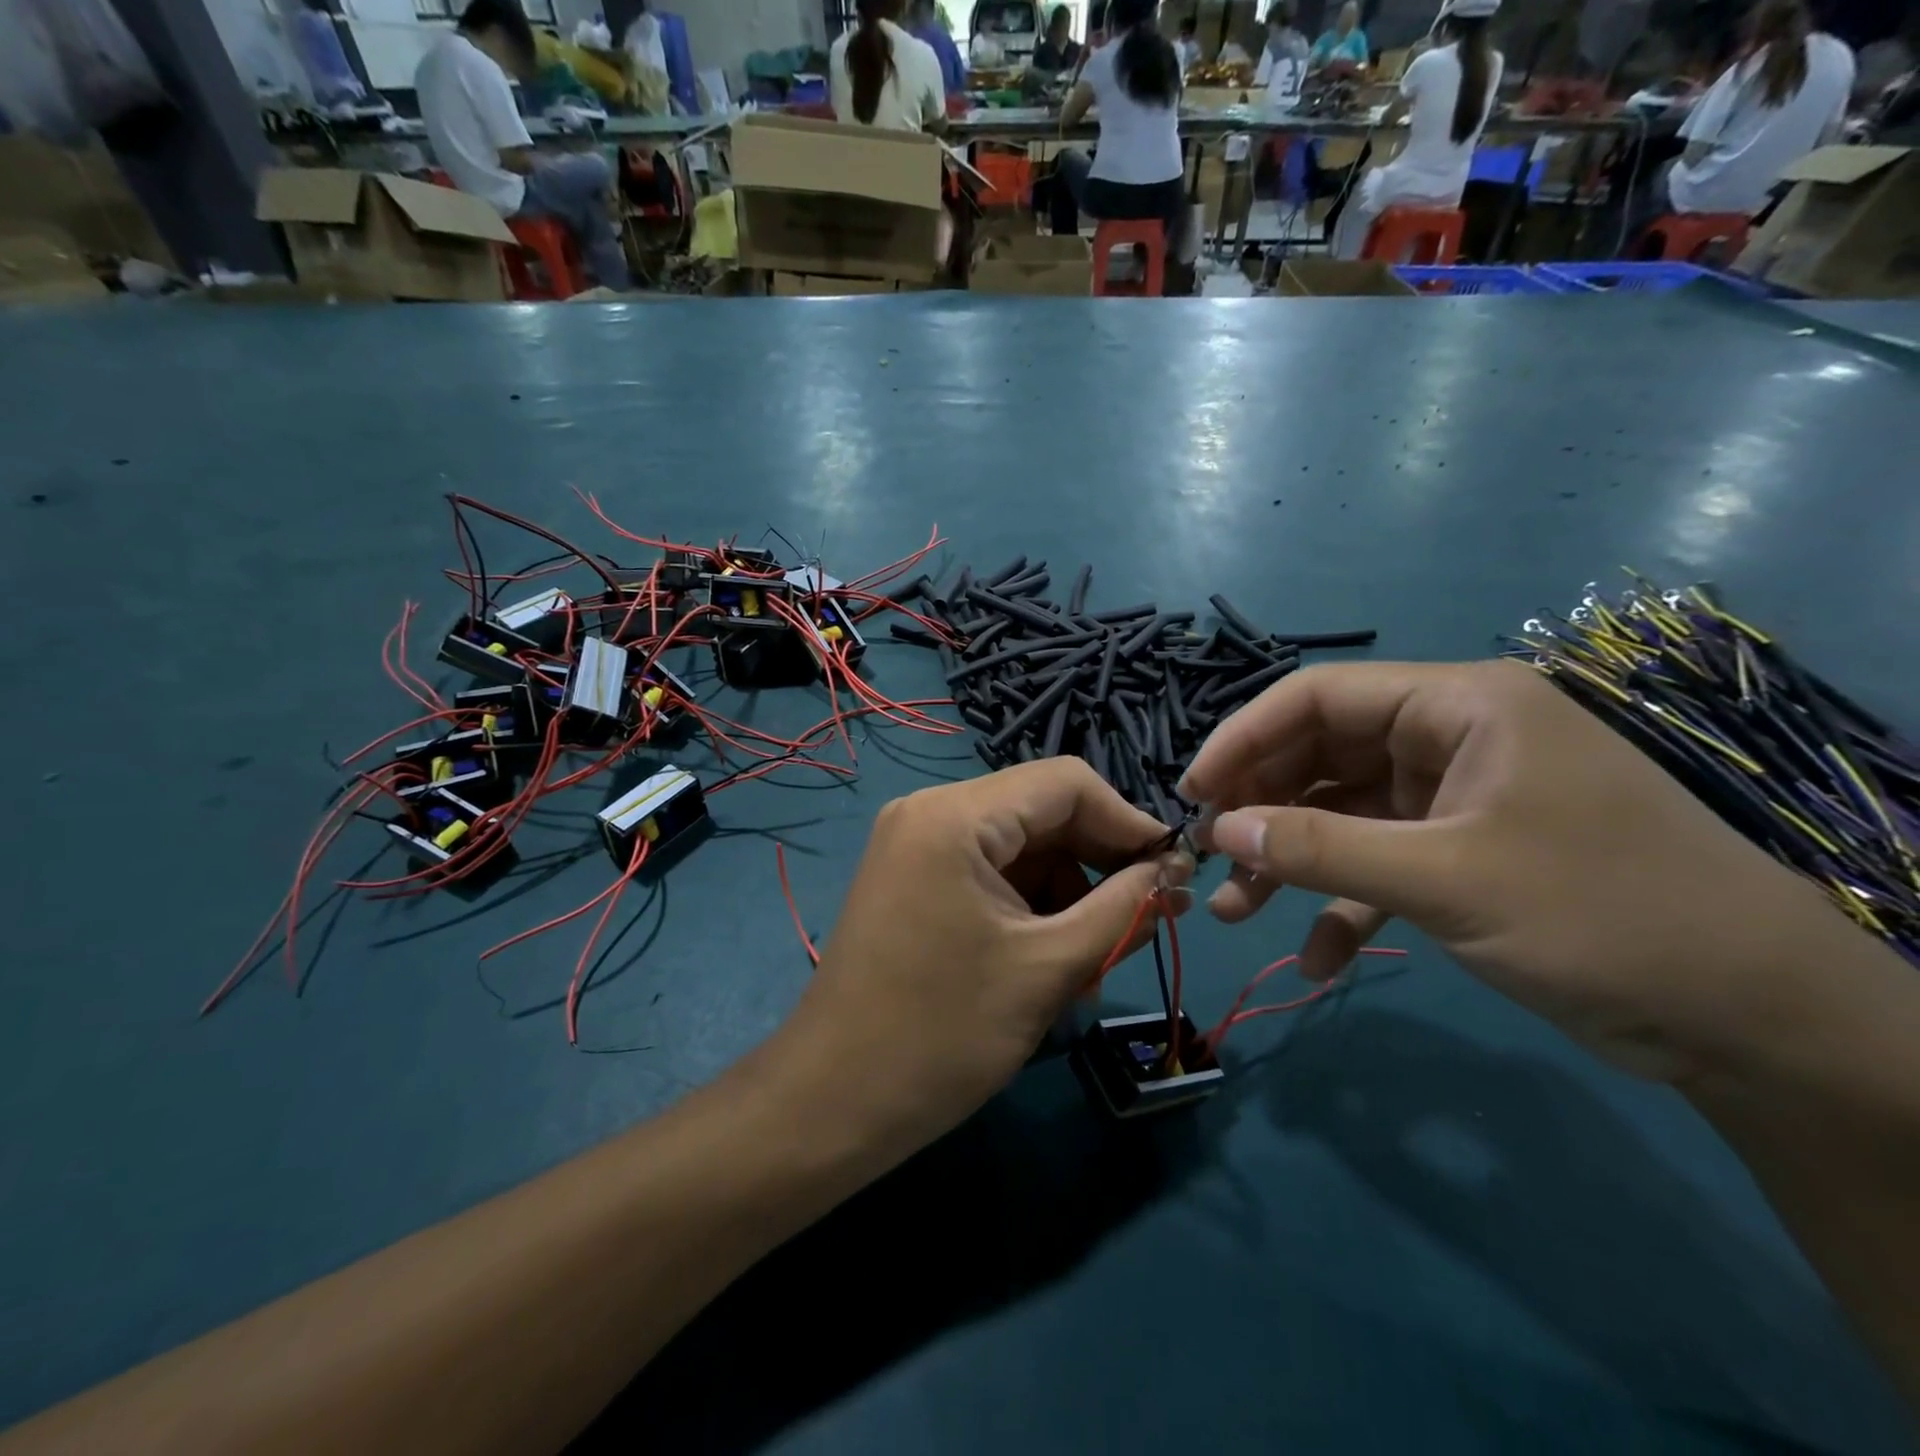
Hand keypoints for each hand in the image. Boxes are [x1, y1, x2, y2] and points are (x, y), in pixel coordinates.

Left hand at [770, 758, 1191, 1163]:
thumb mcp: (1048, 968)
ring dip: (1066, 893)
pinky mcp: (912, 877)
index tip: (1173, 873)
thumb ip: (1123, 910)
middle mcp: (930, 811)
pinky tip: (1051, 960)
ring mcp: (915, 844)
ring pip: (1019, 846)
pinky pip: (989, 871)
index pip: (1066, 783)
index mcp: (955, 816)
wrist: (832, 1103)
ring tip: (1094, 960)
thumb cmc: (942, 1036)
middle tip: (1147, 916)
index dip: (1127, 821)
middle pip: (1041, 811)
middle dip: (1098, 862)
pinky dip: (1029, 906)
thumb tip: (1174, 875)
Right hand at [1178, 659, 1872, 1083]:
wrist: (1757, 1024)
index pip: (1320, 696)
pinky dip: (1342, 907)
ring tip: (1234, 911)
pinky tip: (1315, 959)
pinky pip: (1377, 866)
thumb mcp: (1447, 879)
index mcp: (1459, 708)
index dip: (1244, 738)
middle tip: (1205, 854)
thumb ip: (1323, 850)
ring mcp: (1454, 800)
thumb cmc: (1602, 917)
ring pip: (1340, 816)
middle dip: (1260, 809)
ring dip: (1288, 863)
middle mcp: (1450, 740)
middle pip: (1321, 756)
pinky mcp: (1461, 854)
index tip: (1192, 792)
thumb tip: (1218, 829)